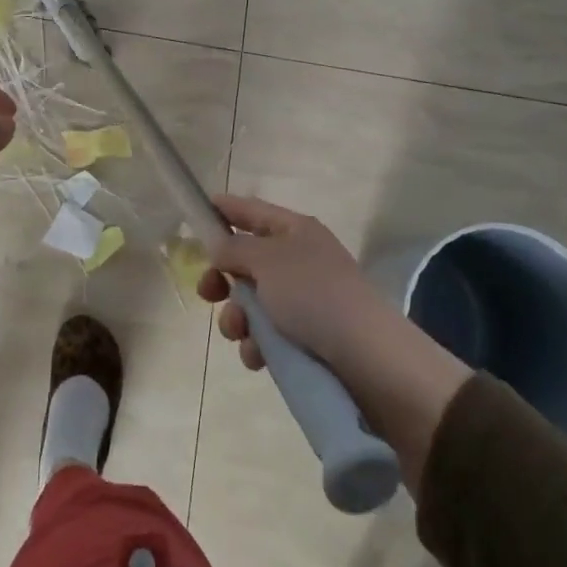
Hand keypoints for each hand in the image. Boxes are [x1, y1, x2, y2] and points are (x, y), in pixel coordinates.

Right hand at [198, 195, 388, 370]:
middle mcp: (300, 260)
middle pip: (248, 261)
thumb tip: (219, 247)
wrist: (368, 357)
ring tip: (239, 332)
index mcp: (295, 231)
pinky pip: (268, 335)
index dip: (226, 208)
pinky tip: (258, 356)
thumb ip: (234, 249)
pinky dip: (257, 344)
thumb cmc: (313, 294)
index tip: (198, 210)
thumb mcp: (267, 261)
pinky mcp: (307, 339)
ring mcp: (305, 300)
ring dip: (237, 317)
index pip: (253, 211)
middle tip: (207, 293)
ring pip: (253, 302)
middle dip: (223, 277)